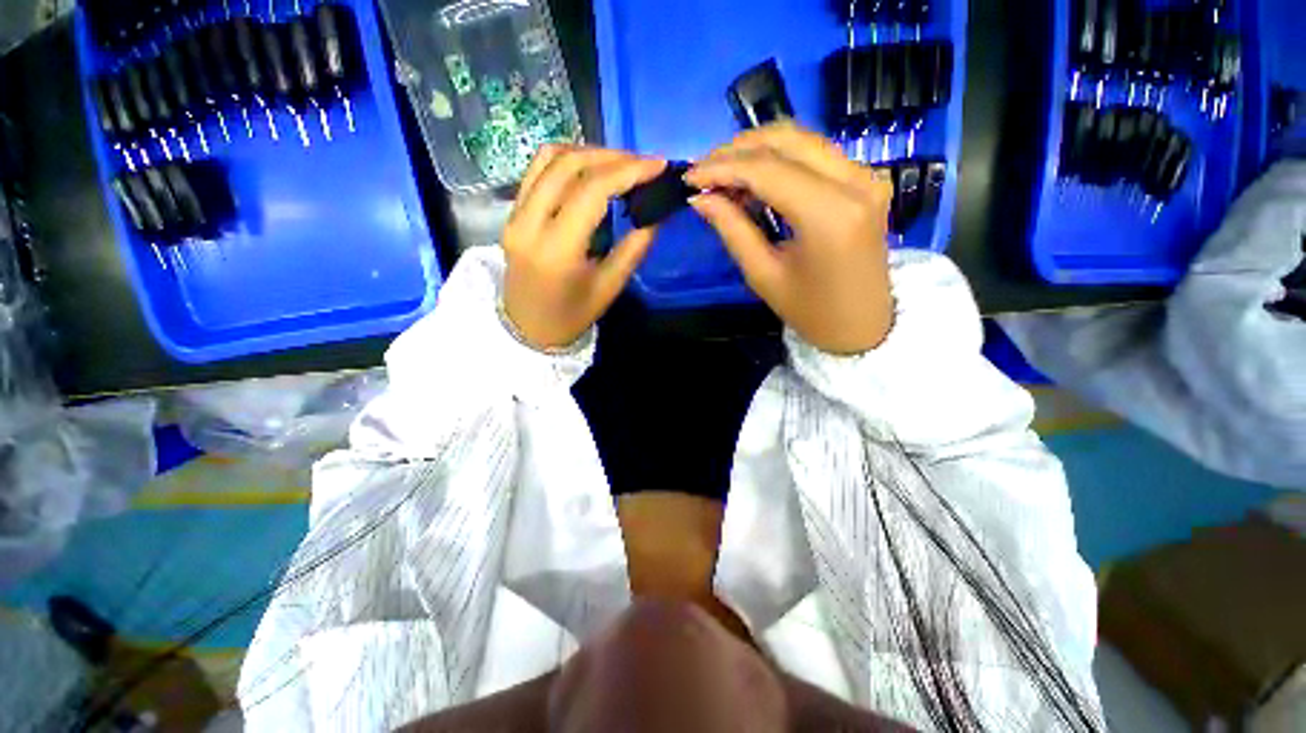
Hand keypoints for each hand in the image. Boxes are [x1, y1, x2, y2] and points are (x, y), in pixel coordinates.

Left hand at [504, 145, 666, 349]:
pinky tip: (590, 168)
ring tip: (619, 164)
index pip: (592, 190)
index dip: (628, 171)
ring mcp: (515, 214)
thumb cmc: (572, 316)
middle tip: (643, 164)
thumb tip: (657, 213)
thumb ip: (634, 248)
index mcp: (557, 249)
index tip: (658, 165)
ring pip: (549, 158)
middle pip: (569, 165)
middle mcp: (529, 223)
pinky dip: (566, 159)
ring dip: (589, 153)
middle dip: (612, 157)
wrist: (528, 329)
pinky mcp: (511, 212)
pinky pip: (537, 170)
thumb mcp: (609, 288)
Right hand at [685, 123, 894, 354]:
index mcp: (829, 214)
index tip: (689, 176)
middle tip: (705, 171)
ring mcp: (866, 176)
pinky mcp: (867, 179)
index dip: (722, 167)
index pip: (766, 169)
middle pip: (786, 139)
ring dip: (758, 150)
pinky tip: (755, 180)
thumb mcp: (763, 275)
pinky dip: (780, 160)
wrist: (863, 326)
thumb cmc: (811, 312)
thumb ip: (732, 229)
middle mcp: (855, 181)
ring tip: (724, 176)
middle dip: (737, 150)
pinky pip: (816, 154)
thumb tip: (700, 198)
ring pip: (802, 139)